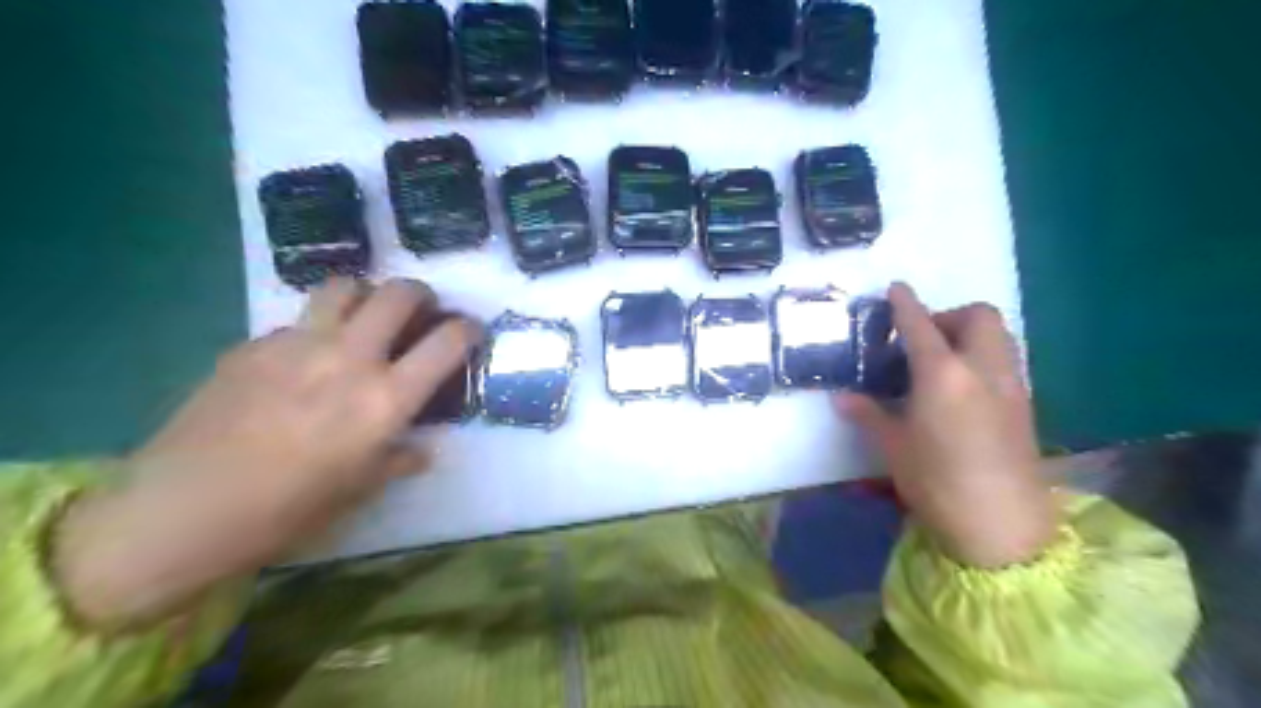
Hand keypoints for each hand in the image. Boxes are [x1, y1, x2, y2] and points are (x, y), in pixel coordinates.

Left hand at [52, 280, 477, 626]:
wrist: (184, 509)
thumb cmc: (288, 510)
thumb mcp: (361, 489)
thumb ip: (399, 459)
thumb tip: (421, 449)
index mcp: (386, 399)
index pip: (447, 343)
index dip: (468, 329)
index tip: (470, 331)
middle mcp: (350, 359)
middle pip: (399, 294)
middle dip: (420, 295)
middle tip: (419, 312)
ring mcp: (298, 344)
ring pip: (345, 287)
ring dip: (366, 295)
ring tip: (364, 317)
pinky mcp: (254, 345)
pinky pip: (297, 321)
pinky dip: (315, 328)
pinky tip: (303, 360)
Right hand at [835, 284, 1054, 566]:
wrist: (1003, 525)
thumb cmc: (937, 482)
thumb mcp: (893, 447)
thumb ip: (869, 414)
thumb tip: (842, 397)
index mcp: (943, 374)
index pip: (921, 325)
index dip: (905, 304)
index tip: (895, 288)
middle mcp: (982, 369)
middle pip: (978, 316)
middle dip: (949, 315)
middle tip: (921, 340)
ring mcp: (1010, 385)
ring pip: (998, 335)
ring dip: (970, 333)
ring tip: (941, 361)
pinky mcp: (1024, 405)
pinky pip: (1004, 360)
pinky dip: (982, 356)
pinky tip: (961, 389)